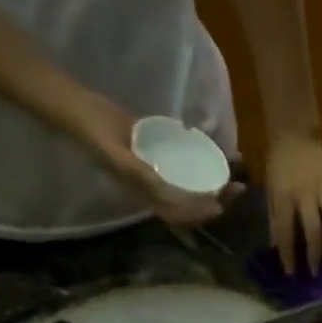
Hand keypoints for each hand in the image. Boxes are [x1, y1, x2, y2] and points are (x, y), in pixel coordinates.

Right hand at [69, 93, 238, 225]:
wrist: (82, 109)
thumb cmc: (96, 136)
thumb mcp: (116, 157)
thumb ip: (140, 175)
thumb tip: (168, 192)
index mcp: (147, 196)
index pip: (180, 213)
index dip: (200, 213)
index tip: (219, 206)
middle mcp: (158, 187)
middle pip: (193, 200)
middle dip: (218, 198)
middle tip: (239, 187)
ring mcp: (162, 170)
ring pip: (195, 182)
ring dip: (217, 181)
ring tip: (237, 172)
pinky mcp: (163, 152)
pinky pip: (189, 161)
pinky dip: (206, 158)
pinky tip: (222, 151)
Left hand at [265, 133, 321, 275]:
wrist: (295, 133)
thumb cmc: (278, 164)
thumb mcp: (270, 190)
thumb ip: (274, 217)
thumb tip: (277, 245)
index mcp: (284, 195)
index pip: (286, 230)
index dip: (288, 253)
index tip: (291, 272)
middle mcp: (306, 193)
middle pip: (314, 228)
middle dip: (315, 253)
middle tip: (315, 270)